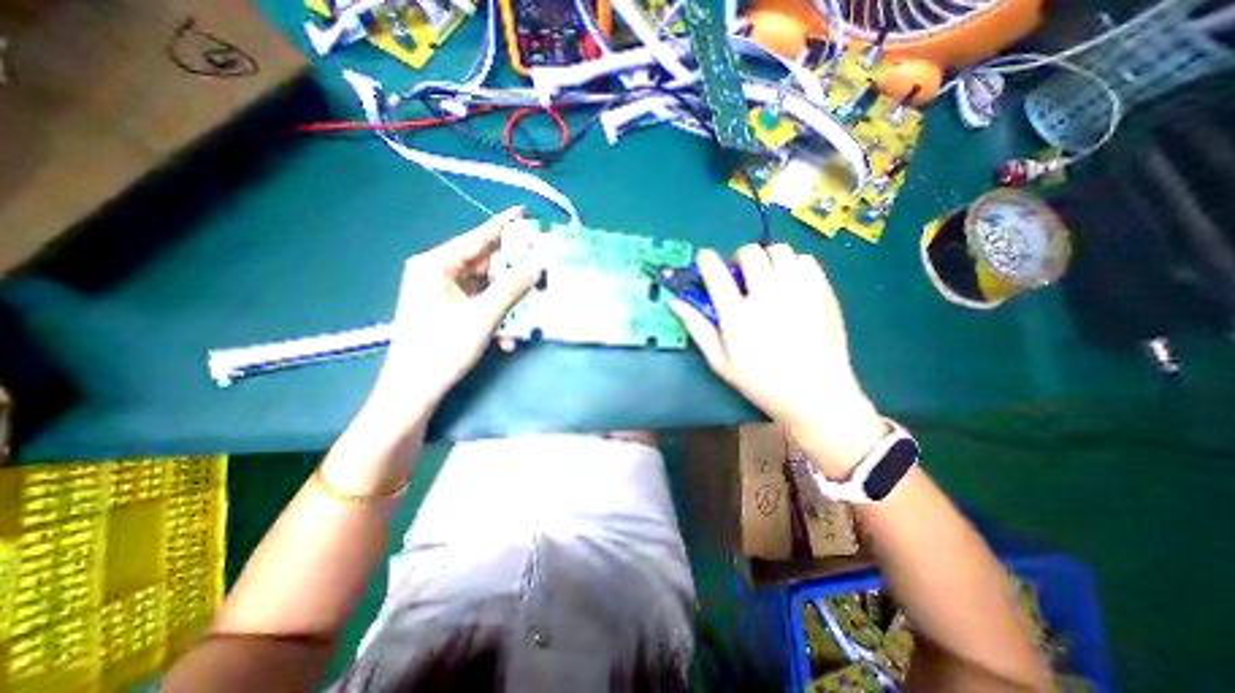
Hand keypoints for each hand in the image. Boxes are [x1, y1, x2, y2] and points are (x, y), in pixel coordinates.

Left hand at [366, 207, 540, 427]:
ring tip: (530, 303)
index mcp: (436, 265)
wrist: (415, 389)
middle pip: (482, 263)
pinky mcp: (446, 311)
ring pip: (483, 286)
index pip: (475, 238)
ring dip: (506, 299)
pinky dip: (494, 315)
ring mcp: (440, 293)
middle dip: (511, 269)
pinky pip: (477, 304)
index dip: (501, 226)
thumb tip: (536, 268)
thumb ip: (511, 288)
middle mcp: (436, 273)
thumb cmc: (444, 347)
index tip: (523, 213)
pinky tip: (507, 336)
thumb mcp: (483, 316)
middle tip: (539, 265)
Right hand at [676, 245, 888, 475]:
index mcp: (737, 314)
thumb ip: (697, 328)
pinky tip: (791, 284)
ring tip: (768, 277)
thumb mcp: (720, 362)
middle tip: (742, 276)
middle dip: (739, 258)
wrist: (815, 394)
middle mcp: (766, 294)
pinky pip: (805, 259)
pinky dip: (793, 265)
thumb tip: (675, 303)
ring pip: (778, 250)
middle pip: (749, 252)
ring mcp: (797, 290)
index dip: (706, 260)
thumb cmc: (761, 382)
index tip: (705, 260)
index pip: (716, 271)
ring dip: (767, 258)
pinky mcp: (822, 290)